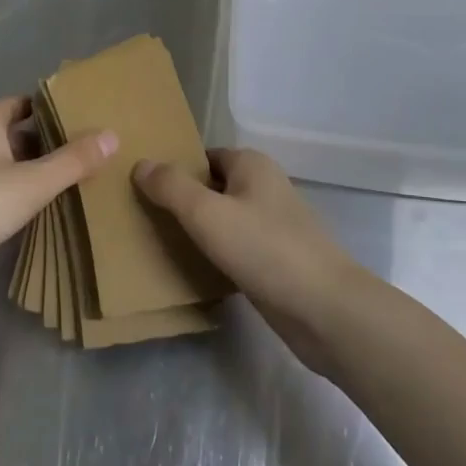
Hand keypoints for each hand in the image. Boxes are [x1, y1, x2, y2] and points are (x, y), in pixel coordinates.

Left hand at [0, 98, 114, 312]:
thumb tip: (113, 134)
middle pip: (11, 132)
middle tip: (85, 148)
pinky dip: (12, 192)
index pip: (20, 103)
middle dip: (45, 139)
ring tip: (68, 179)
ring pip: (0, 163)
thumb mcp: (30, 184)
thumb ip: (72, 161)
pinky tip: (31, 210)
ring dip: (28, 169)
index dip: (49, 106)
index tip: (81, 114)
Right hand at [133, 149, 371, 373]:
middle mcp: (264, 187)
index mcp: (252, 164)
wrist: (324, 308)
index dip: (175, 170)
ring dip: (198, 231)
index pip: (203, 157)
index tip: (141, 189)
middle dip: (182, 202)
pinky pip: (236, 248)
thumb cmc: (264, 249)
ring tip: (159, 245)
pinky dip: (215, 255)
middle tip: (143, 219)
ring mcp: (273, 224)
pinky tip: (193, 272)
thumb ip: (172, 187)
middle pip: (213, 187)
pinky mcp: (276, 259)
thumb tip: (141, 163)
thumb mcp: (208, 214)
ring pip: (224, 220)